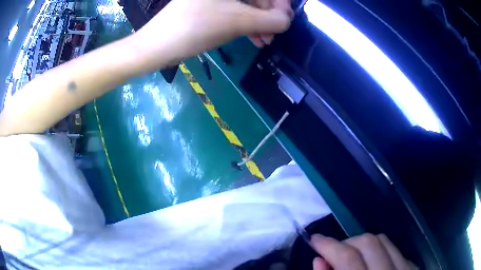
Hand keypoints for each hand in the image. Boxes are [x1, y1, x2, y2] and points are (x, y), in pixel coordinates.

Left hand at [132, 0, 291, 64]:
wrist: (157, 46)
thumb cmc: (195, 28)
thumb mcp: (237, 22)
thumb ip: (269, 19)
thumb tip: (286, 20)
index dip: (279, 2)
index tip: (284, 20)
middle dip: (268, 15)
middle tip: (274, 34)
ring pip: (245, 4)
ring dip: (258, 22)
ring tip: (264, 41)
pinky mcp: (207, 6)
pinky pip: (233, 11)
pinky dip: (244, 23)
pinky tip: (251, 37)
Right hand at [310, 234, 416, 269]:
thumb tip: (319, 261)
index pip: (349, 258)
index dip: (328, 245)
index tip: (314, 240)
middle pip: (369, 242)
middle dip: (346, 242)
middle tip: (333, 253)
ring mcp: (406, 269)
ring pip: (384, 241)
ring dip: (362, 245)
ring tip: (351, 257)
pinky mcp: (413, 268)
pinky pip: (394, 249)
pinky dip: (378, 251)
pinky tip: (371, 264)